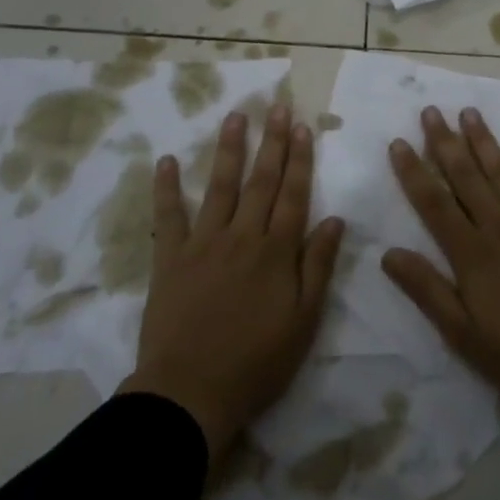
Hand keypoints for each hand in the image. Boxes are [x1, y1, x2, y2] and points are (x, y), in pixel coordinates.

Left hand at [120, 103, 344, 465]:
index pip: (293, 194)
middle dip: (272, 142)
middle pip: (261, 181)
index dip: (300, 160)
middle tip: (278, 107)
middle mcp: (242, 236)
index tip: (303, 127)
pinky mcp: (170, 258)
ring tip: (235, 116)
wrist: (190, 392)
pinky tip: (164, 161)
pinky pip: (168, 216)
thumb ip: (319, 266)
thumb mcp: (304, 321)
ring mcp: (203, 243)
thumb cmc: (256, 362)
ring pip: (220, 187)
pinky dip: (166, 188)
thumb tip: (335, 219)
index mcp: (276, 251)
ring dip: (229, 150)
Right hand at [383, 107, 499, 410]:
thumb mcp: (463, 335)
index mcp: (472, 253)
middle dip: (445, 142)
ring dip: (485, 141)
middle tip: (430, 110)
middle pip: (466, 177)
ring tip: (470, 111)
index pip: (434, 203)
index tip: (398, 142)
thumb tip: (388, 254)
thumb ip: (427, 291)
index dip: (413, 172)